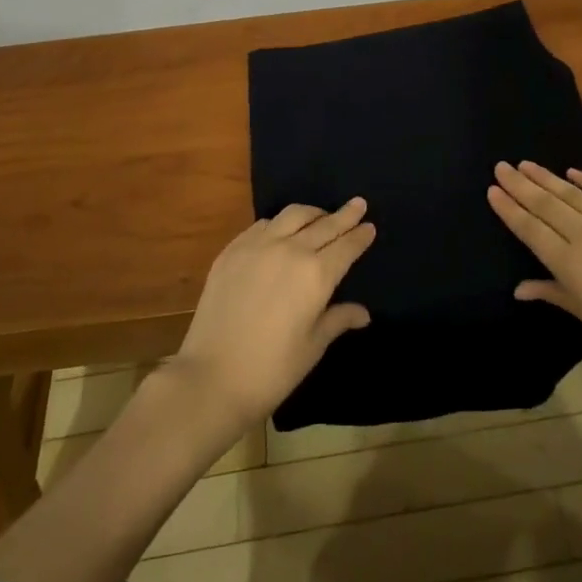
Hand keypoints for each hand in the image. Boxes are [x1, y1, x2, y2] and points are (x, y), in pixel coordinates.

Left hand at [167, 199, 375, 433]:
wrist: (212, 378)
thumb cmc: (272, 370)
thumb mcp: (312, 346)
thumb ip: (338, 319)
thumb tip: (363, 313)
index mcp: (317, 274)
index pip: (346, 246)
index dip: (360, 235)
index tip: (370, 226)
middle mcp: (291, 250)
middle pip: (324, 224)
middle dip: (345, 215)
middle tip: (357, 204)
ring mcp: (258, 246)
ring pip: (293, 215)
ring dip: (313, 213)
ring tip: (321, 215)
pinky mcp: (233, 250)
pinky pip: (263, 225)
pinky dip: (280, 223)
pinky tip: (281, 230)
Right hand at [488, 162, 581, 382]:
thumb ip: (556, 295)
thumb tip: (520, 288)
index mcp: (570, 265)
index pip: (531, 230)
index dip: (510, 209)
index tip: (492, 189)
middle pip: (546, 205)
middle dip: (520, 184)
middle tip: (501, 165)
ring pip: (571, 194)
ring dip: (546, 177)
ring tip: (526, 163)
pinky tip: (570, 172)